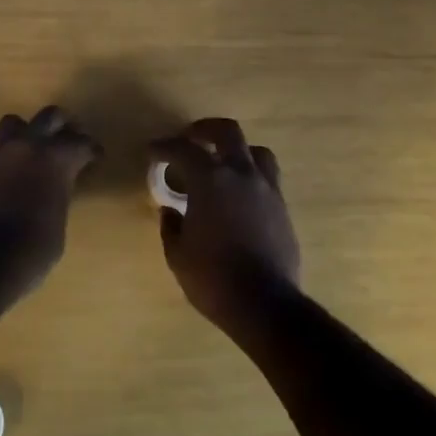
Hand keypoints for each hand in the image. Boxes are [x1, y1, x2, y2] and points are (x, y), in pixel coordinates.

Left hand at [0, 106, 99, 289]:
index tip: (96, 157)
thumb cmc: (32, 250)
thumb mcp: (58, 223)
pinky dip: (6, 158)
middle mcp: (27, 146)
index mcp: (56, 159)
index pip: (80, 143)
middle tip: (69, 138)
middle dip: (63, 125)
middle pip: (49, 116)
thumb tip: (52, 191)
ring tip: (34, 148)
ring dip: (27, 132)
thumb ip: (57, 196)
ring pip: (14, 123)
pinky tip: (10, 176)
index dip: (91, 149)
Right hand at [154, 118, 300, 333]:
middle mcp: (241, 174)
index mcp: (210, 179)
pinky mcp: (283, 208)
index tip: (153, 151)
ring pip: (256, 151)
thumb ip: (172, 226)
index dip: (164, 146)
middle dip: (205, 129)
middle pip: (227, 131)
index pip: (182, 149)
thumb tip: (171, 211)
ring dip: (237, 150)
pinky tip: (240, 195)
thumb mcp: (178, 255)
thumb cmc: (213, 278)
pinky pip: (268, 178)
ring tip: (223, 163)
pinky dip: (251, 177)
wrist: (265, 305)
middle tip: (191, 138)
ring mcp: (267, 189)